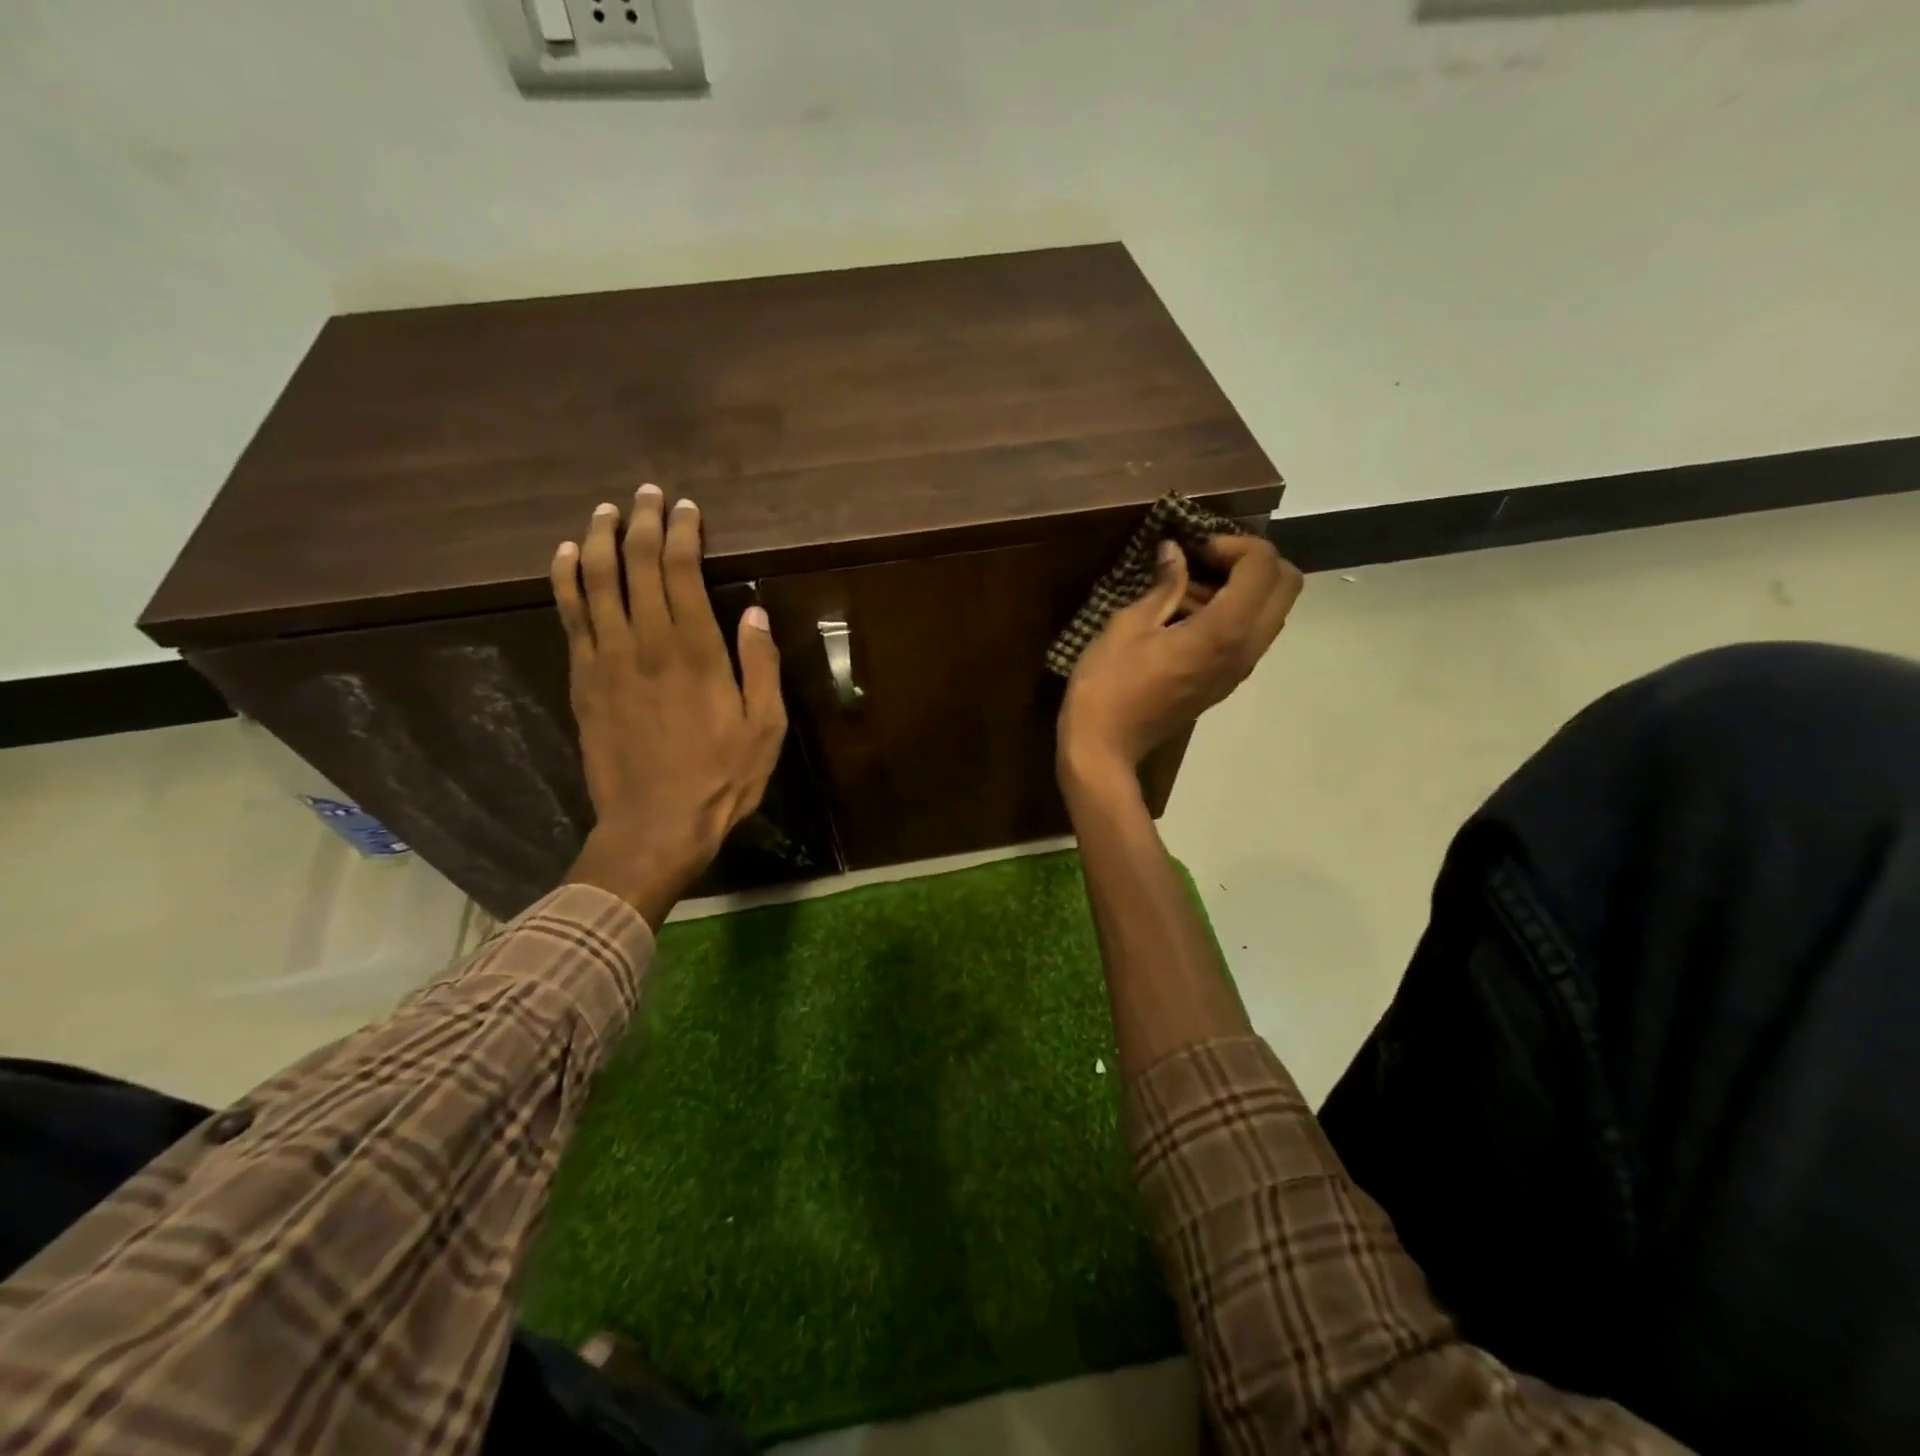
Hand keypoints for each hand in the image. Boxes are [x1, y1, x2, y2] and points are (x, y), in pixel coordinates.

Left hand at [552, 485, 787, 927]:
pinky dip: (565, 581)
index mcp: (696, 652)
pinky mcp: (583, 681)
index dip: (683, 534)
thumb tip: (754, 613)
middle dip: (643, 524)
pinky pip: (569, 618)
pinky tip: (566, 556)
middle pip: (637, 567)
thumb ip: (760, 666)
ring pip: (596, 584)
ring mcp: (607, 660)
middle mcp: (647, 644)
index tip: (686, 508)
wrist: (655, 824)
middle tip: (647, 494)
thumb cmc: (721, 778)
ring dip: (601, 540)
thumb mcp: (765, 728)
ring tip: (605, 512)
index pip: (682, 572)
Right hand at [1058, 534, 1301, 796]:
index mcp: (1222, 631)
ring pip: (1273, 611)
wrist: (1104, 746)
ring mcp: (1239, 669)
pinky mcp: (1227, 681)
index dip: (1234, 543)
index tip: (1194, 547)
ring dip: (1245, 587)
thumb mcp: (1127, 626)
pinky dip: (1235, 612)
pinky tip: (1188, 615)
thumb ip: (1162, 586)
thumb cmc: (1107, 685)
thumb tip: (1175, 552)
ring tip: (1191, 587)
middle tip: (1206, 559)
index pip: (1263, 566)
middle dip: (1253, 561)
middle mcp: (1245, 649)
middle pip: (1287, 586)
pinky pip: (1252, 634)